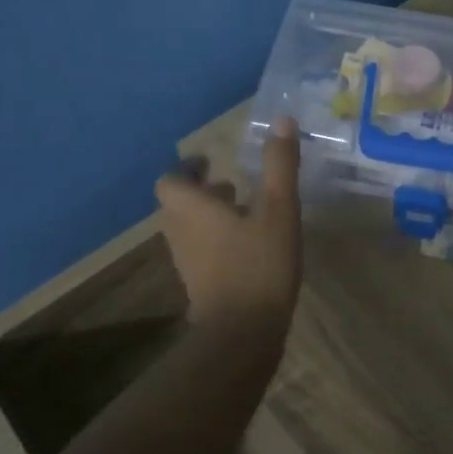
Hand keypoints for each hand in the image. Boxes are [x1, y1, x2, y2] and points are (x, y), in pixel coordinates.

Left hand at [154, 117, 302, 329]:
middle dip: (201, 192)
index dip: (186, 169)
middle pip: (178, 205)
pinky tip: (248, 246)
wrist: (242, 333)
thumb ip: (279, 165)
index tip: (210, 162)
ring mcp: (187, 262)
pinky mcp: (200, 285)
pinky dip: (216, 241)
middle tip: (231, 185)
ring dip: (209, 217)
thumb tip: (282, 120)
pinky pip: (201, 252)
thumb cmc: (259, 264)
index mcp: (192, 209)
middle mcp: (181, 232)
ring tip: (244, 212)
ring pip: (189, 230)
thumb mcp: (279, 209)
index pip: (170, 181)